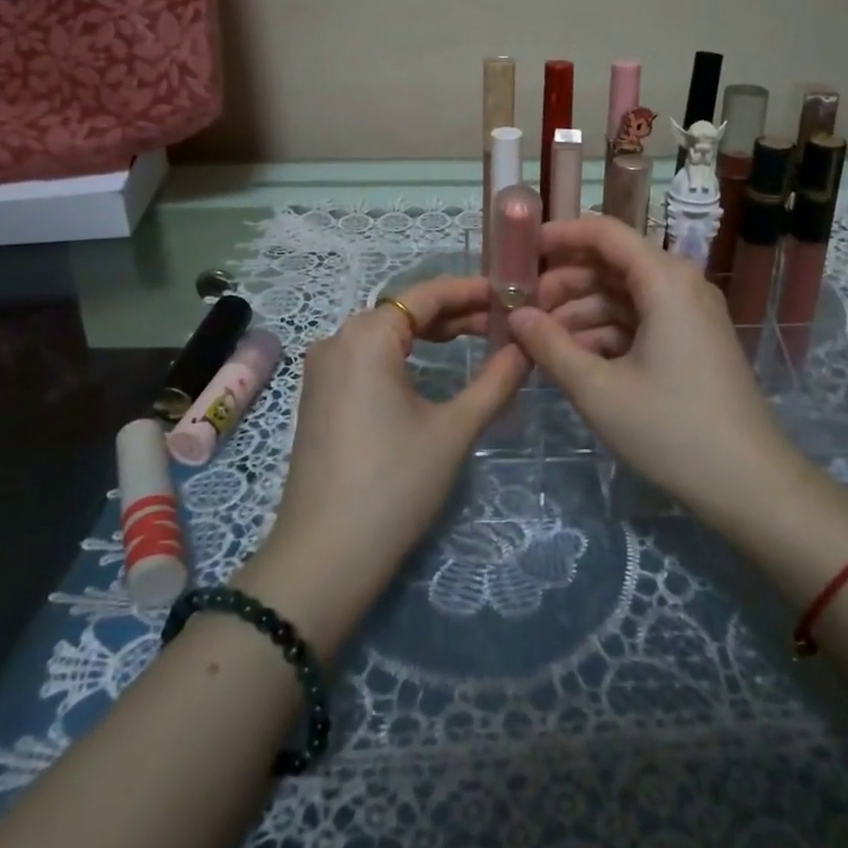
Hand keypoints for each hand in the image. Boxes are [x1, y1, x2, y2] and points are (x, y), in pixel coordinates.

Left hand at [249, 276, 527, 650]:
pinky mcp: (320, 395)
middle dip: (455, 312)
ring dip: (431, 332)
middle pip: (404, 310)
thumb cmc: (395, 484)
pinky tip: (435, 365)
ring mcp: (323, 368)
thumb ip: (496, 380)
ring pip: (386, 333)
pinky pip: (368, 356)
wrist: (325, 557)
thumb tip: (527, 346)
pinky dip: (405, 353)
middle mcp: (338, 339)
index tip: (512, 293)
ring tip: (479, 338)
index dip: (471, 290)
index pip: (426, 295)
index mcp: (366, 336)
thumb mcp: (454, 429)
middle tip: (504, 320)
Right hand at [505, 215, 795, 525]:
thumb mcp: (599, 389)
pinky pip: (639, 320)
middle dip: (563, 283)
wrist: (749, 484)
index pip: (604, 233)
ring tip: (536, 340)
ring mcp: (688, 313)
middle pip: (611, 264)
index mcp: (664, 279)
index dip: (558, 236)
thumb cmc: (671, 429)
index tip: (518, 253)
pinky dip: (604, 333)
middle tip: (519, 310)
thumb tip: (515, 316)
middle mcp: (680, 284)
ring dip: (579, 312)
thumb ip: (550, 346)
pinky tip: (571, 358)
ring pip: (622, 295)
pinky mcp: (690, 341)